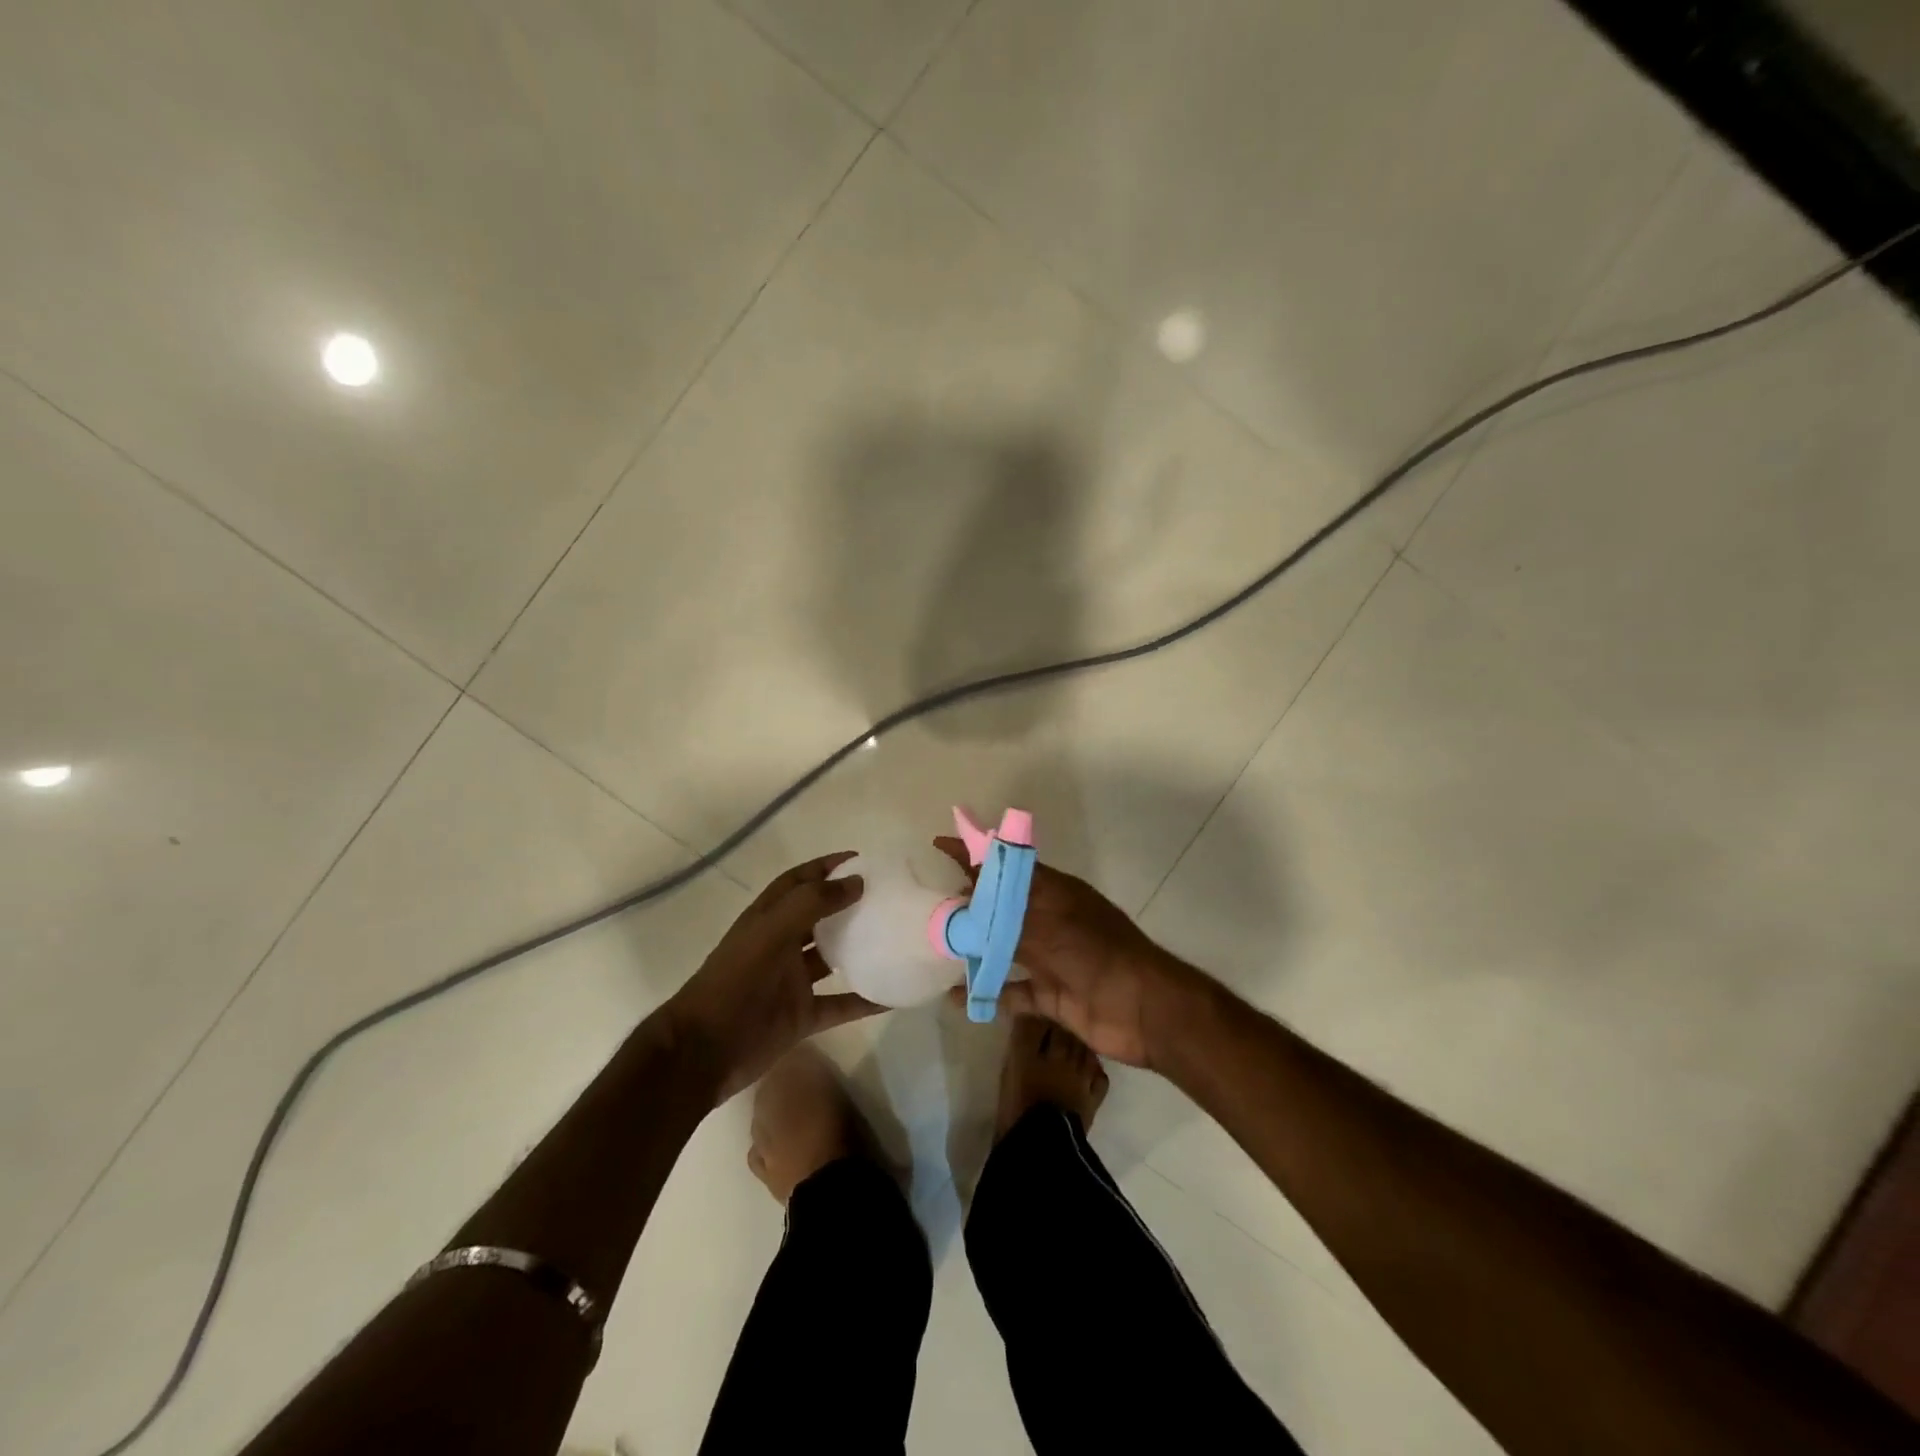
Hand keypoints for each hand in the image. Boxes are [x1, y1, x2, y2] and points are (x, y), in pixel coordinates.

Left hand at [666, 852, 881, 1098]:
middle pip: (819, 917)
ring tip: (896, 937)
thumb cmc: (734, 984)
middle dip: (848, 904)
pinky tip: (896, 995)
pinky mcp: (802, 1017)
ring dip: (859, 949)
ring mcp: (791, 983)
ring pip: (832, 959)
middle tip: (888, 897)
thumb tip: (857, 882)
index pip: (799, 882)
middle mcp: (780, 946)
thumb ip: (812, 904)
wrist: (703, 1052)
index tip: (863, 860)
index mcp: (767, 919)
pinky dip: (866, 1000)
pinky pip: (841, 1004)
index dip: (826, 867)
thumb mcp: (770, 934)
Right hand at [935, 837, 1195, 1068]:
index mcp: (1053, 893)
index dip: (974, 854)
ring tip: (936, 948)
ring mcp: (1050, 958)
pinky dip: (987, 994)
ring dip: (975, 949)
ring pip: (1003, 948)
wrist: (1146, 1010)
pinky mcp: (1051, 995)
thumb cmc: (1098, 955)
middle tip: (928, 905)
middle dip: (968, 905)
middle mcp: (1049, 920)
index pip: (1005, 865)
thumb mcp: (1048, 927)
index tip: (939, 845)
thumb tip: (964, 902)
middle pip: (1001, 908)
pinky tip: (956, 999)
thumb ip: (1004, 918)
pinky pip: (1012, 992)